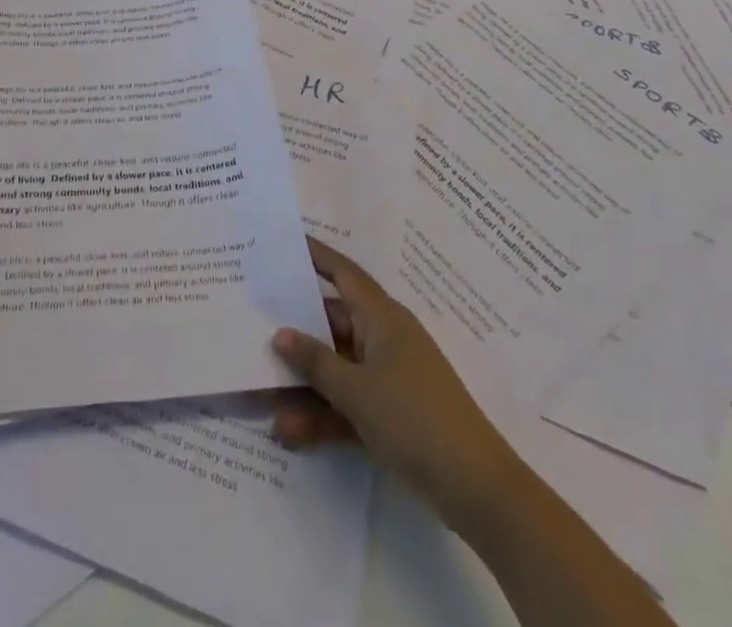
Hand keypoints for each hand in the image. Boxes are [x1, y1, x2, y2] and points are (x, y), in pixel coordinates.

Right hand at [271, 237, 518, 520]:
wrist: (477, 490)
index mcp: (382, 318)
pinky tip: (289, 434)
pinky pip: (347, 403)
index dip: (316, 255)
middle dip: (295, 331)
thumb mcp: (357, 390)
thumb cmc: (415, 419)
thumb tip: (280, 333)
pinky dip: (322, 416)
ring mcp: (388, 378)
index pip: (343, 273)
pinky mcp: (391, 415)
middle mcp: (384, 339)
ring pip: (336, 369)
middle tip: (254, 324)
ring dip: (304, 385)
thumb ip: (315, 362)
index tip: (284, 241)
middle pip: (332, 323)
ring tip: (264, 400)